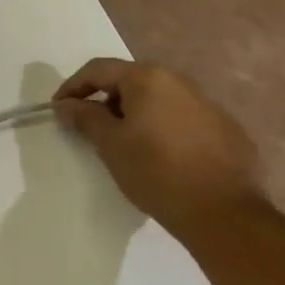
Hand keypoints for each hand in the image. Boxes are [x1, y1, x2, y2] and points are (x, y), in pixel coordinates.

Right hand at [52, 58, 262, 229]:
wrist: (224, 214)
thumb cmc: (156, 172)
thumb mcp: (111, 144)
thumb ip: (85, 118)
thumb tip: (65, 105)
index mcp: (148, 78)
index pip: (98, 70)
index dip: (72, 87)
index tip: (58, 110)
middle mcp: (179, 81)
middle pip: (129, 81)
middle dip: (105, 100)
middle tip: (90, 127)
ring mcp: (207, 104)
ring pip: (157, 100)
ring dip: (134, 114)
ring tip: (124, 143)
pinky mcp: (226, 130)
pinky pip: (182, 119)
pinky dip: (162, 128)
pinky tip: (161, 156)